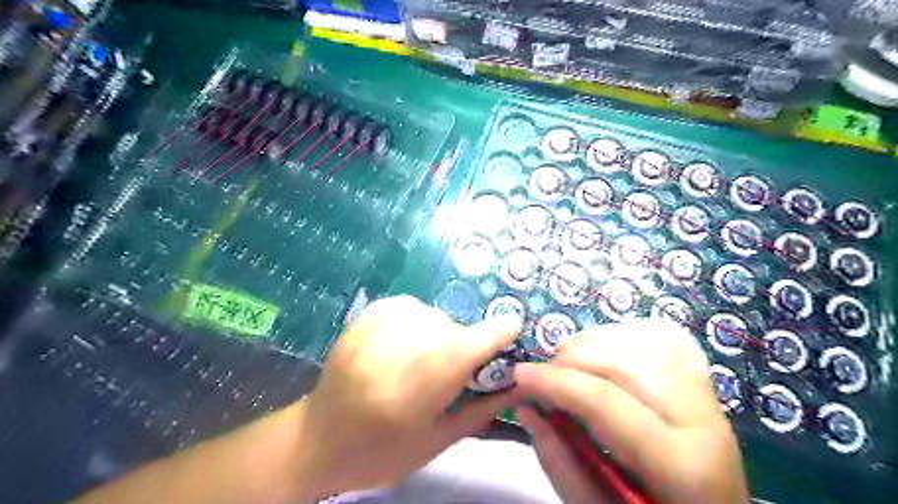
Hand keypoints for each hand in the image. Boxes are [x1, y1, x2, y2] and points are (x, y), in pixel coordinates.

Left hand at [296, 298, 523, 498]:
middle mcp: (404, 342)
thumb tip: (519, 384)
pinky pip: (413, 308)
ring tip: (419, 362)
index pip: (476, 341)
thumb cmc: (381, 450)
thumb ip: (482, 408)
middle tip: (448, 374)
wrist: (318, 438)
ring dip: (439, 335)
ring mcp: (382, 322)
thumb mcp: (438, 441)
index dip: (499, 333)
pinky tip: (403, 346)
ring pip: (435, 317)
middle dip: (463, 348)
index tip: (512, 330)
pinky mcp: (369, 313)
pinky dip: (418, 324)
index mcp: (424, 380)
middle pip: (455, 330)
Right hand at [512, 319, 751, 503]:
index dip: (555, 381)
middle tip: (543, 375)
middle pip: (623, 362)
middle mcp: (701, 419)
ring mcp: (707, 394)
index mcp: (679, 464)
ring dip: (594, 340)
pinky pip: (664, 337)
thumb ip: (560, 462)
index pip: (605, 400)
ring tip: (568, 359)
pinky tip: (604, 347)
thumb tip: (525, 407)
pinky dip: (625, 332)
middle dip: (571, 358)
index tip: (519, 375)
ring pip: (643, 340)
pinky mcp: (705, 381)